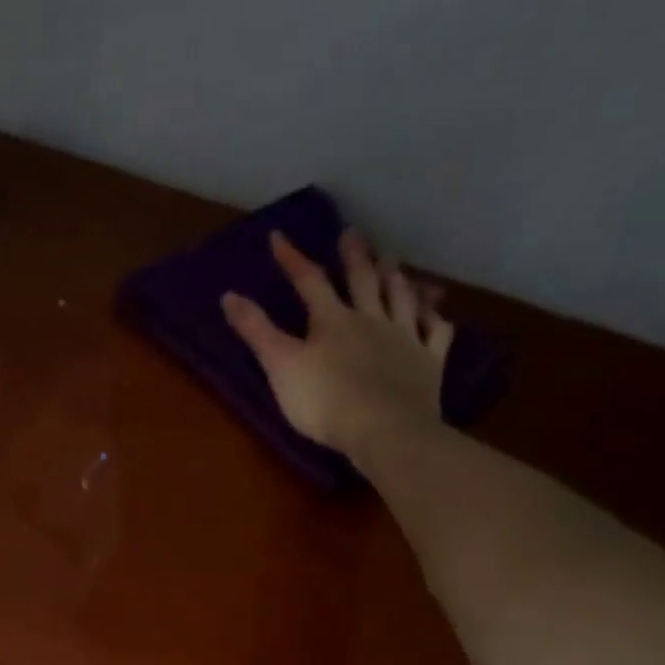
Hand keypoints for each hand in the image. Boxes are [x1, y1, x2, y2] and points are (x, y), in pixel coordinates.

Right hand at [221, 230, 453, 458]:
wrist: (384, 429)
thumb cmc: (325, 401)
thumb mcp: (280, 366)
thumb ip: (256, 331)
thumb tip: (228, 295)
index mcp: (333, 321)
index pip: (309, 282)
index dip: (293, 259)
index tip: (278, 238)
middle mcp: (371, 319)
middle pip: (363, 281)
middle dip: (354, 256)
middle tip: (352, 234)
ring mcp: (405, 338)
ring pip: (401, 298)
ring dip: (395, 277)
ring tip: (393, 261)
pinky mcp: (428, 363)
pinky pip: (435, 333)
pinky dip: (433, 319)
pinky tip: (433, 313)